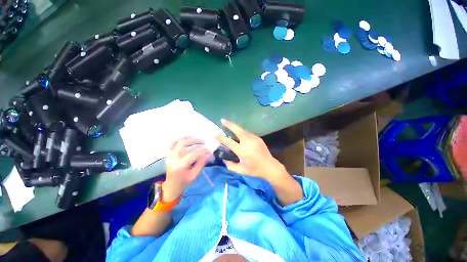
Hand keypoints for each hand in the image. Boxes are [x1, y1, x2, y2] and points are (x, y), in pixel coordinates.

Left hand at [163, 137, 211, 201]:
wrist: (171, 185)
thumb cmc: (184, 181)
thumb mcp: (194, 174)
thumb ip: (201, 163)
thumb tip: (209, 154)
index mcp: (180, 165)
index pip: (193, 154)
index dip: (202, 151)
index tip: (209, 150)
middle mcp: (174, 158)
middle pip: (183, 143)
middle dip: (195, 141)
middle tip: (203, 142)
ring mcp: (170, 155)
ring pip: (177, 141)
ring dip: (187, 138)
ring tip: (195, 138)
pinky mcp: (169, 154)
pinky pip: (172, 143)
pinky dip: (180, 139)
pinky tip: (187, 138)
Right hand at [215, 119, 288, 182]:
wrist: (270, 166)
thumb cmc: (254, 170)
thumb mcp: (240, 170)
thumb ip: (230, 165)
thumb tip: (224, 159)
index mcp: (242, 150)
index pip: (229, 142)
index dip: (221, 137)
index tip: (214, 134)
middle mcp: (248, 142)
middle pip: (237, 130)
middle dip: (229, 124)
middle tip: (222, 120)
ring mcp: (254, 138)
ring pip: (242, 130)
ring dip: (235, 128)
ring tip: (229, 126)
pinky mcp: (258, 138)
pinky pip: (247, 133)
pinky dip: (242, 133)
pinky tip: (240, 135)